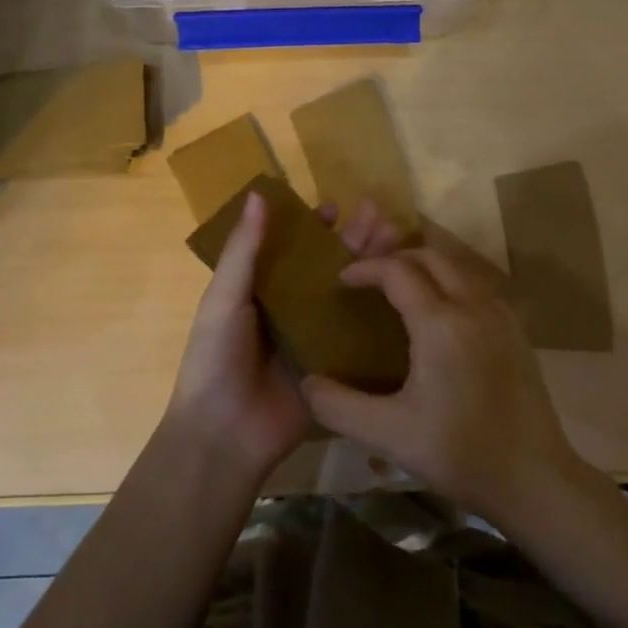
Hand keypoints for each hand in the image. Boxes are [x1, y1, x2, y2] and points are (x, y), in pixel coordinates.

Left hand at [165, 194, 404, 485]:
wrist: (224, 433)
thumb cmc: (216, 357)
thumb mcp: (225, 298)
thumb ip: (244, 249)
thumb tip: (257, 194)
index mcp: (263, 291)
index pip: (294, 250)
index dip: (315, 228)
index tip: (339, 207)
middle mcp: (293, 311)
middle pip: (329, 269)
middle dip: (355, 242)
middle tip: (385, 217)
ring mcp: (317, 340)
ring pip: (349, 297)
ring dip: (374, 271)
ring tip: (402, 243)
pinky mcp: (337, 368)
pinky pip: (361, 338)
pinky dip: (382, 317)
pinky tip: (410, 296)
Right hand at [300, 228, 586, 526]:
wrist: (534, 477)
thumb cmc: (460, 453)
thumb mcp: (389, 434)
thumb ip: (339, 406)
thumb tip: (307, 383)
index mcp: (440, 323)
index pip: (397, 271)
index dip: (366, 268)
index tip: (342, 279)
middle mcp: (473, 306)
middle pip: (431, 257)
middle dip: (396, 259)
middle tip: (370, 280)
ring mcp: (501, 316)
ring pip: (459, 268)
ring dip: (426, 268)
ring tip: (401, 292)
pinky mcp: (517, 332)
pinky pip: (478, 287)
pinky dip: (451, 283)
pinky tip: (441, 316)